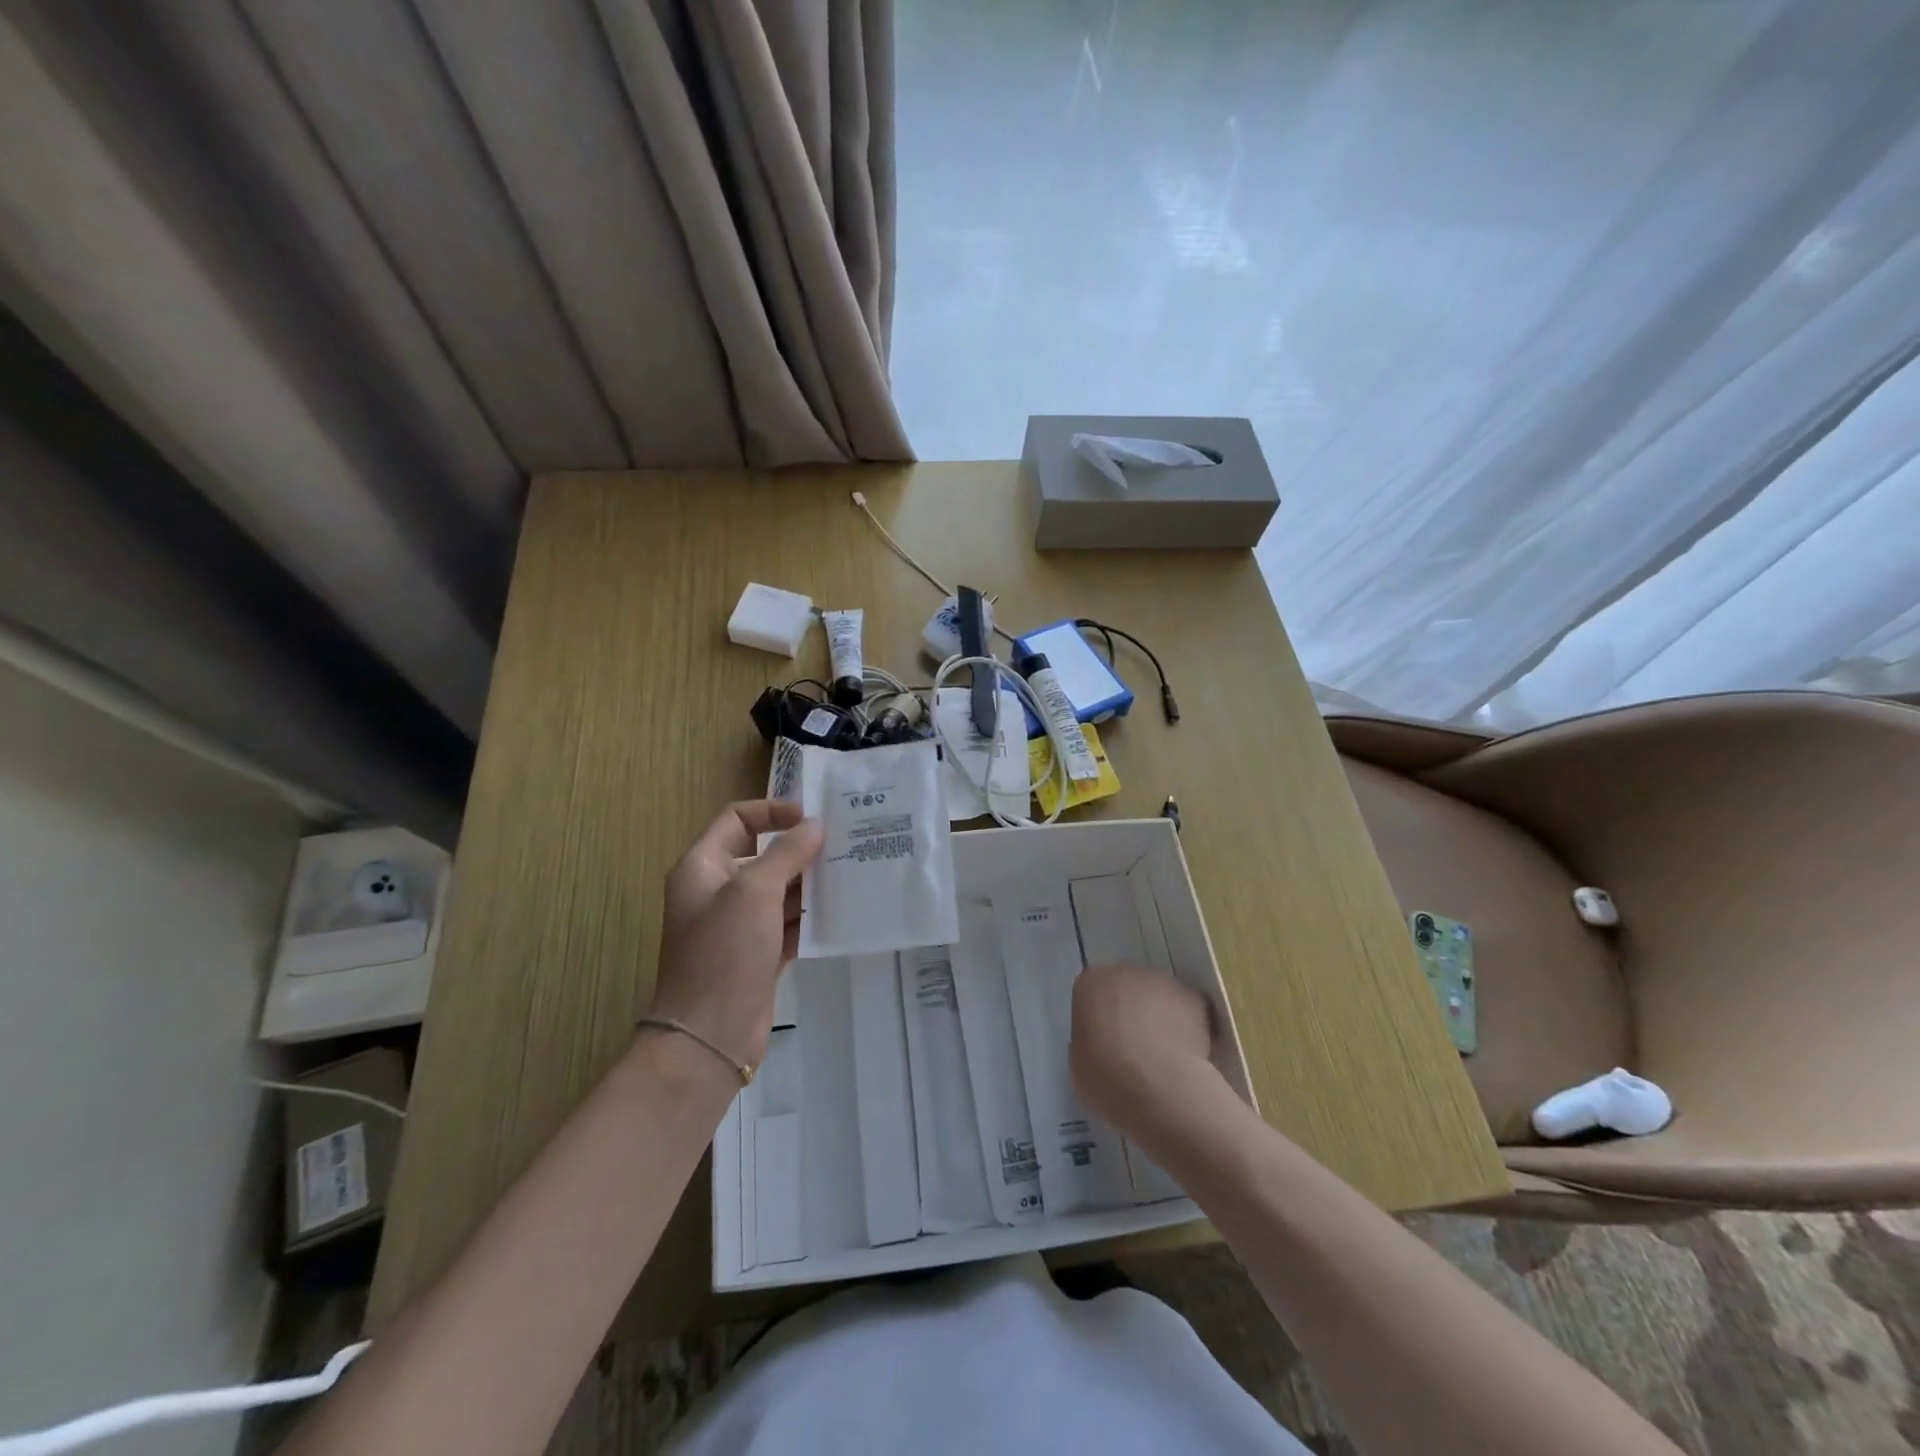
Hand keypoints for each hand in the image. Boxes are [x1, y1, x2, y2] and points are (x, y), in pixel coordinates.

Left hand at [649, 800, 821, 1069]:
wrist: (710, 1034)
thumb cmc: (725, 951)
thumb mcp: (754, 891)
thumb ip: (786, 853)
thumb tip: (814, 825)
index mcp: (702, 867)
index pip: (737, 819)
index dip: (772, 811)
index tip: (811, 817)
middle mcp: (718, 890)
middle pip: (763, 854)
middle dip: (800, 849)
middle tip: (844, 844)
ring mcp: (738, 924)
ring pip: (780, 890)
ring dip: (811, 883)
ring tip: (851, 873)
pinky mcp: (759, 953)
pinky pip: (789, 923)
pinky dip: (811, 916)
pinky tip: (843, 910)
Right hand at [1071, 963, 1222, 1143]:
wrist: (1162, 1087)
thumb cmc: (1109, 1078)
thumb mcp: (1078, 1064)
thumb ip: (1088, 1041)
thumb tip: (1102, 1043)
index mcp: (1090, 985)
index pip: (1092, 992)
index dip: (1099, 1017)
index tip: (1104, 1042)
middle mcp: (1124, 972)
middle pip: (1126, 987)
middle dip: (1130, 1009)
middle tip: (1134, 1047)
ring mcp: (1161, 981)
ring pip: (1157, 994)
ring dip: (1159, 1014)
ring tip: (1164, 1053)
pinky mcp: (1193, 996)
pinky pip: (1186, 1008)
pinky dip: (1186, 1024)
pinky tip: (1186, 1053)